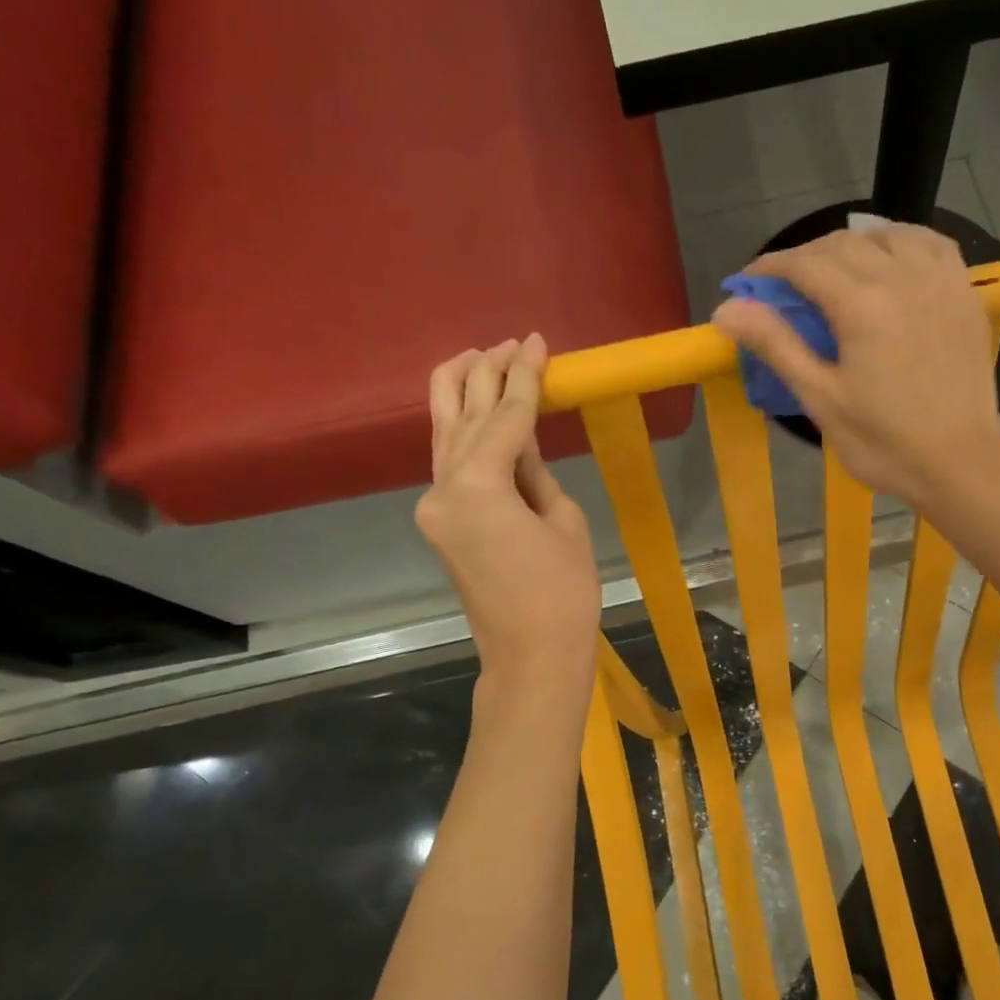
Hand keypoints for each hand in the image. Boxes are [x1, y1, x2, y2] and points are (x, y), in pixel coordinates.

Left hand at [414, 336, 599, 694]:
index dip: (524, 378)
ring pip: (443, 435)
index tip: (537, 343)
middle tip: (508, 342)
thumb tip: (522, 452)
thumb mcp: (565, 523)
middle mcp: (443, 489)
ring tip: (478, 357)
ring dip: (461, 395)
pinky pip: (450, 465)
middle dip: (485, 375)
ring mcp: (435, 508)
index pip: (505, 418)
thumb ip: (537, 476)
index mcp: (478, 487)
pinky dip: (462, 433)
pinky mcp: (440, 524)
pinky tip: (474, 413)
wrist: (531, 656)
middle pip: (462, 417)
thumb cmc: (563, 595)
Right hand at [712, 225, 999, 508]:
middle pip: (843, 243)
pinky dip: (902, 242)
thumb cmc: (884, 442)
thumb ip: (777, 346)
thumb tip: (726, 310)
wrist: (959, 462)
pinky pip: (931, 245)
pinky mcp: (964, 294)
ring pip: (887, 236)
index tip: (750, 282)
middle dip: (806, 257)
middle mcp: (901, 277)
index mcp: (861, 305)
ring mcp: (939, 281)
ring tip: (835, 271)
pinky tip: (891, 259)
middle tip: (786, 287)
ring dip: (852, 245)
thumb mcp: (822, 399)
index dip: (771, 267)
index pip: (805, 264)